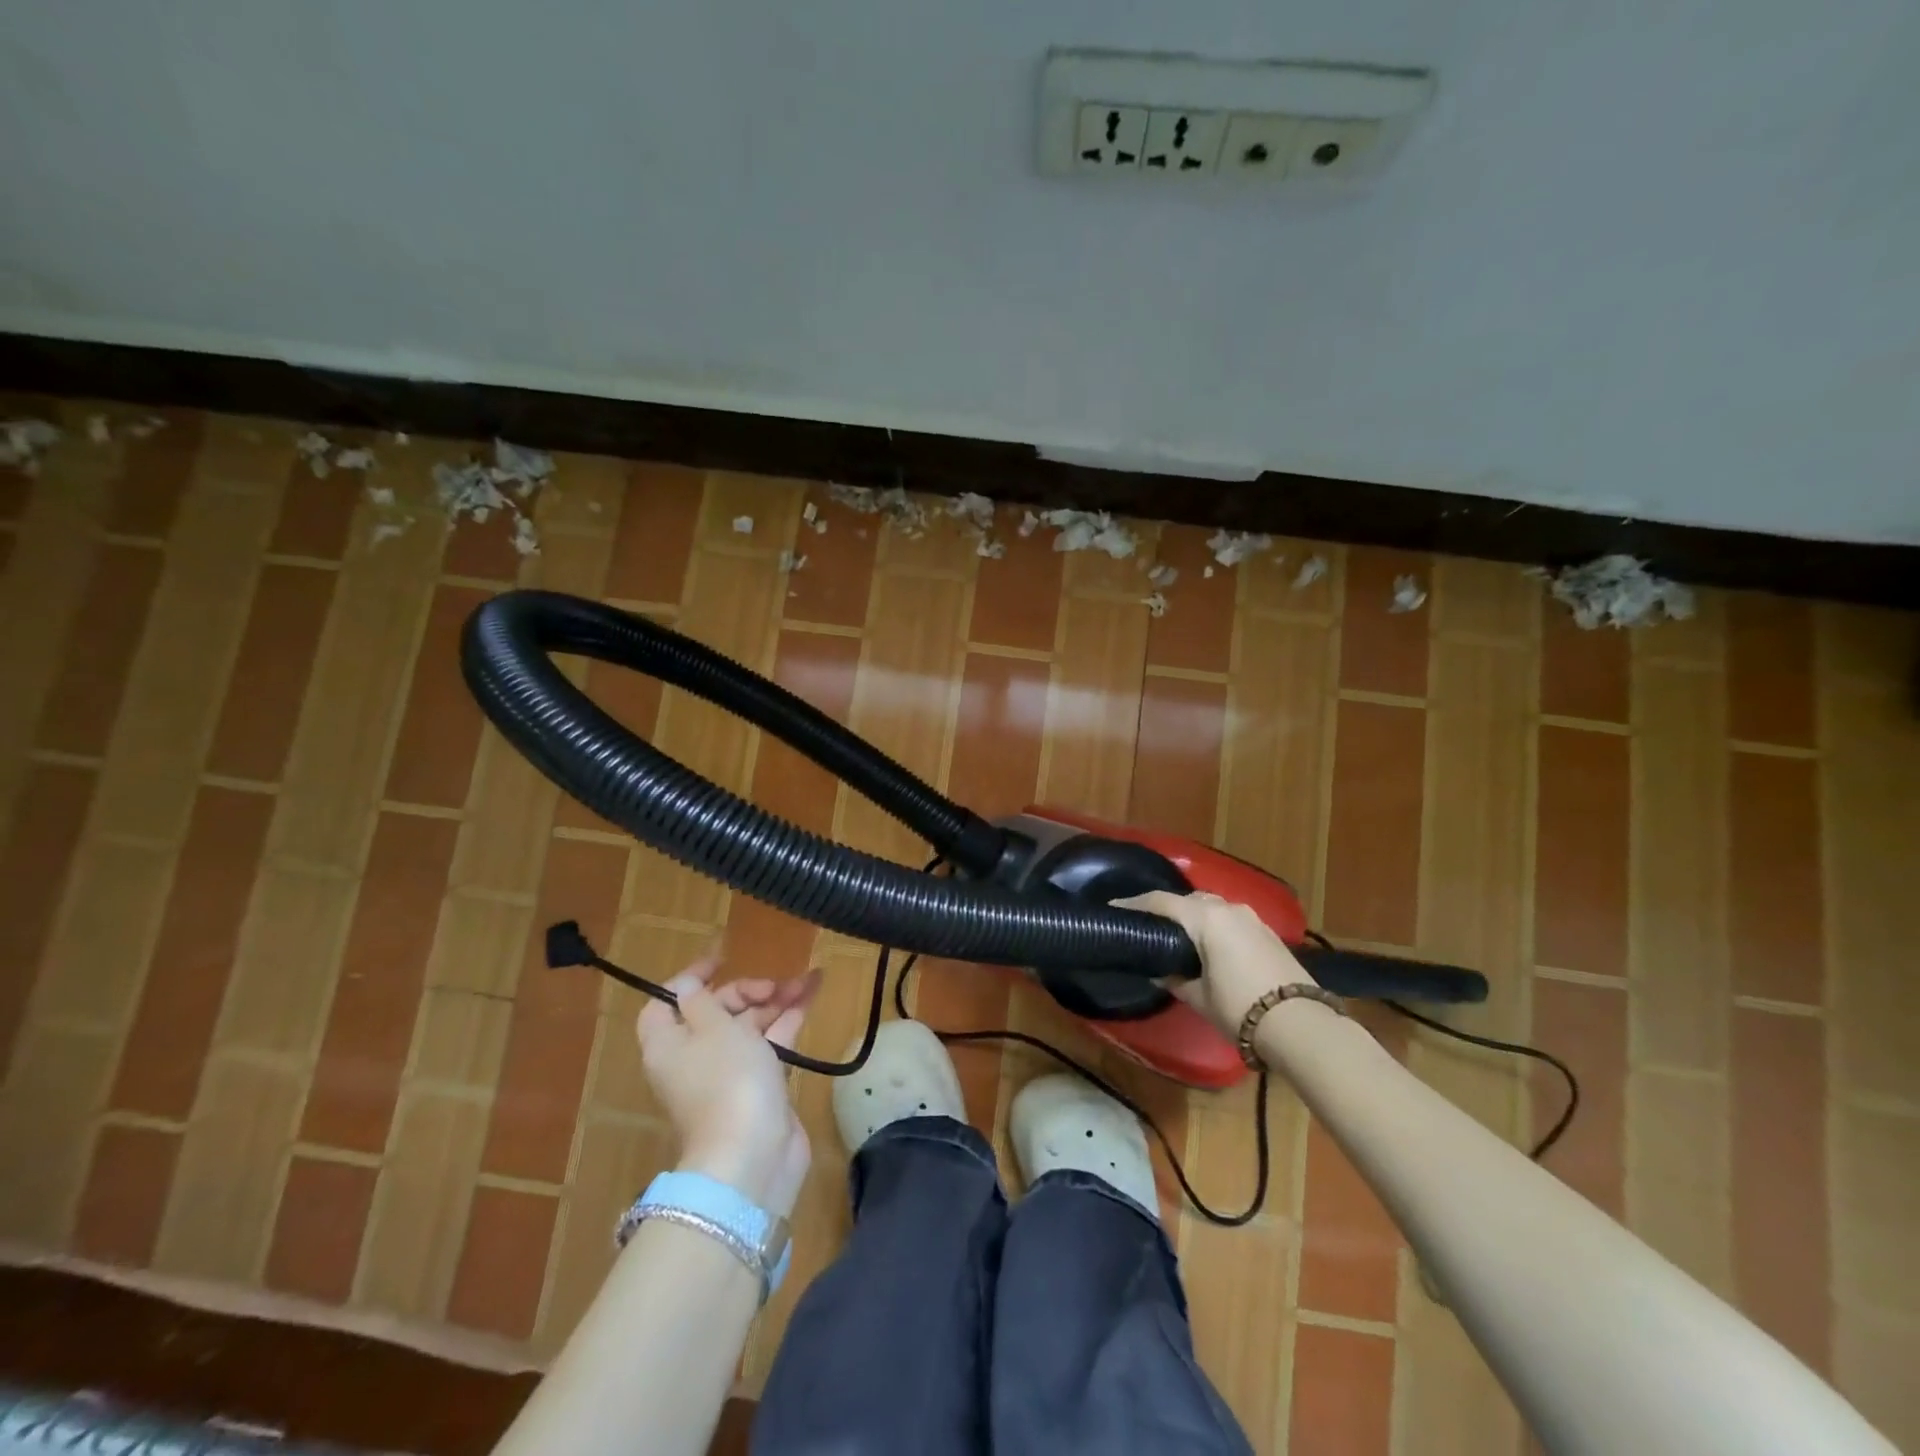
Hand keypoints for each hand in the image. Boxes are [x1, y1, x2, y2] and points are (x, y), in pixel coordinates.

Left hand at [637, 955, 820, 1218]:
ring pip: (748, 1026)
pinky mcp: (759, 1086)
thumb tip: (686, 985)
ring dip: (775, 1000)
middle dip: (746, 989)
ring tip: (808, 979)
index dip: (690, 978)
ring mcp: (728, 1074)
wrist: (752, 1156)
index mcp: (669, 1044)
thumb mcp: (712, 1027)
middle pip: (713, 1011)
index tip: (722, 958)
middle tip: (774, 984)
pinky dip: (788, 1020)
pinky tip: (811, 997)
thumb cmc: (726, 1081)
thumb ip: (701, 1000)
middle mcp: (694, 1057)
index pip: (666, 1002)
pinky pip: (770, 1043)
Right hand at [1113, 890, 1318, 1036]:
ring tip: (1177, 936)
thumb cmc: (1239, 1007)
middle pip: (1188, 899)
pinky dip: (1214, 926)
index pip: (1161, 901)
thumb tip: (1158, 972)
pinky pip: (1231, 920)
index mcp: (1206, 918)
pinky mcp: (1268, 933)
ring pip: (1213, 907)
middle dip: (1166, 908)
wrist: (1300, 1025)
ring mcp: (1252, 919)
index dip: (1134, 904)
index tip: (1114, 908)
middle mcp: (1229, 909)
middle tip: (1147, 926)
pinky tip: (1208, 946)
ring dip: (1193, 917)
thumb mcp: (1198, 996)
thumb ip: (1173, 979)